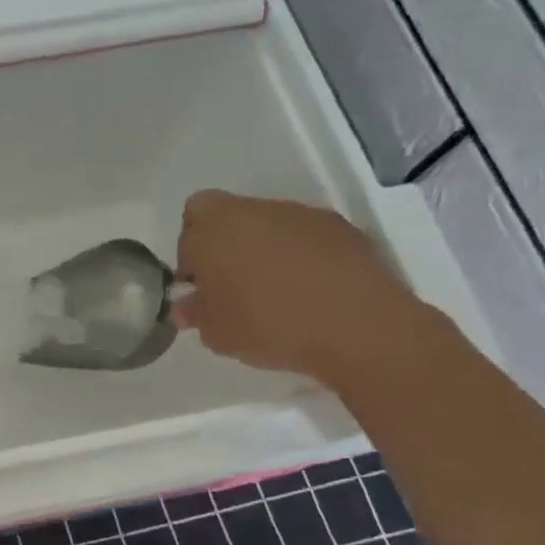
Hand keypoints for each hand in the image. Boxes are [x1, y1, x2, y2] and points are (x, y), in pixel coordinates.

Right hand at [173, 191, 431, 386]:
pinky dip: (302, 254)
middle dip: (226, 245)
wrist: (358, 327)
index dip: (191, 257)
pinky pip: (305, 235)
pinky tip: (312, 289)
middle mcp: (251, 210)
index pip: (188, 228)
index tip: (203, 288)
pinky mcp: (338, 225)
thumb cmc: (270, 327)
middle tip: (234, 286)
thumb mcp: (217, 334)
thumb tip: (187, 305)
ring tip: (278, 291)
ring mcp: (298, 214)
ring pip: (267, 223)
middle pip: (226, 216)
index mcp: (212, 230)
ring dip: (264, 248)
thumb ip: (196, 313)